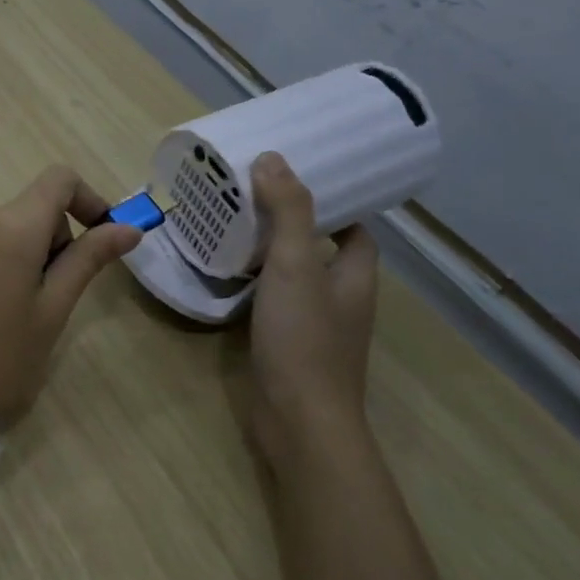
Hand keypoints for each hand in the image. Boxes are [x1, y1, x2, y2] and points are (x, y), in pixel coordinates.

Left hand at [0, 166, 142, 459]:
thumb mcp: (52, 313)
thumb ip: (89, 260)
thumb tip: (129, 228)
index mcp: (10, 228)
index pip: (58, 179)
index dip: (87, 199)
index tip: (97, 238)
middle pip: (23, 210)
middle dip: (47, 240)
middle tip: (47, 298)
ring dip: (9, 253)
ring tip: (3, 313)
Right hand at [247, 152, 379, 452]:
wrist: (298, 421)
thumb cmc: (304, 338)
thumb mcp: (295, 266)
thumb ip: (287, 212)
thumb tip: (272, 158)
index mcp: (356, 276)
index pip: (355, 229)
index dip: (333, 204)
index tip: (295, 181)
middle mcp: (341, 299)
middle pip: (322, 251)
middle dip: (292, 225)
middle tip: (251, 198)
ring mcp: (315, 327)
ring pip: (294, 279)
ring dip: (269, 256)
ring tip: (232, 228)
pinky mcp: (287, 348)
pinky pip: (273, 305)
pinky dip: (254, 288)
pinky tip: (224, 280)